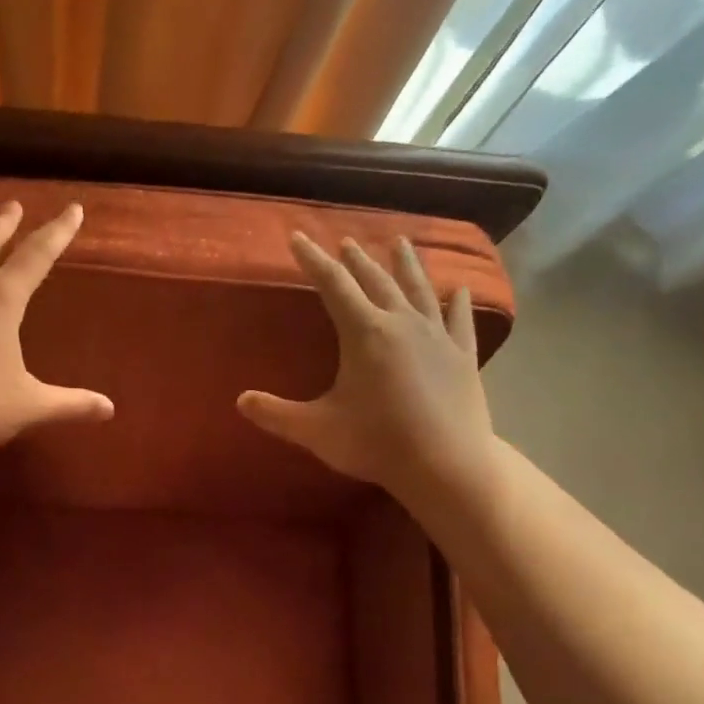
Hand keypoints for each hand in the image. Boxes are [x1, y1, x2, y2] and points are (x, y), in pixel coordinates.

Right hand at [238, 232, 498, 520]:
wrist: (446, 465)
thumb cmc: (376, 443)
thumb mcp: (315, 430)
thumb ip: (276, 414)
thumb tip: (241, 401)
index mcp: (364, 332)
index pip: (332, 285)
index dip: (313, 260)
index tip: (298, 238)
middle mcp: (402, 323)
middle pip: (376, 280)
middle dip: (356, 260)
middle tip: (345, 242)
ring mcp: (438, 336)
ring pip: (419, 289)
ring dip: (406, 265)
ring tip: (400, 243)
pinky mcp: (463, 356)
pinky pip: (459, 319)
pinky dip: (458, 302)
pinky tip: (460, 290)